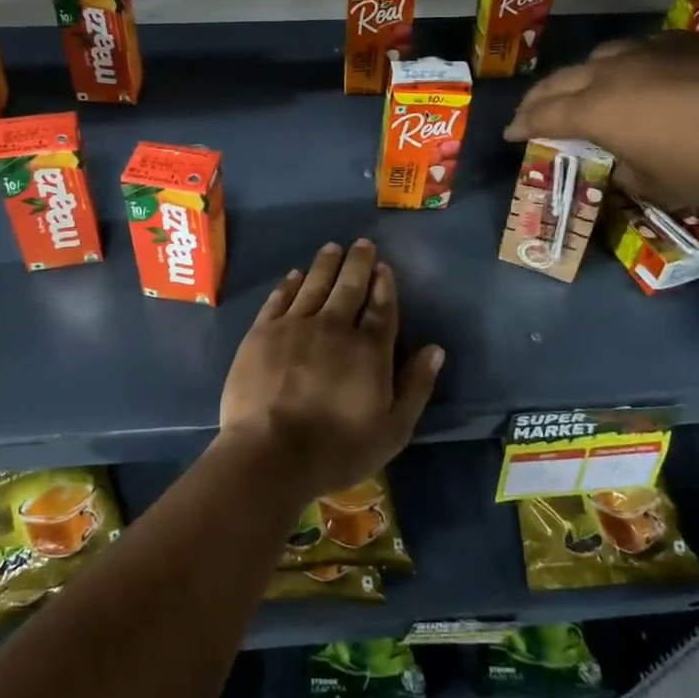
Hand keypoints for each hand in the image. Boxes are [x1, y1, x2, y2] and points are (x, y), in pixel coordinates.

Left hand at [218, 240, 443, 502]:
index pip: (382, 307)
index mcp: (369, 350)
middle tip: (362, 243)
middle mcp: (334, 327)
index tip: (384, 267)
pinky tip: (295, 275)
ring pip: (315, 284)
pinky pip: (280, 298)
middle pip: (349, 286)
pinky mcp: (262, 332)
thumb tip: (435, 349)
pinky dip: (290, 284)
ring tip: (332, 248)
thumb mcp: (392, 430)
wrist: (270, 453)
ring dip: (326, 264)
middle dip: (358, 262)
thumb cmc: (337, 449)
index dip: (384, 285)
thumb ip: (416, 387)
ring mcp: (295, 326)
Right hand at [503, 33, 698, 206]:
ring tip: (581, 87)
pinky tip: (638, 71)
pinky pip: (640, 48)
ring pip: (599, 57)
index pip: (545, 116)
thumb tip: (624, 163)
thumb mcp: (661, 184)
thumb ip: (630, 172)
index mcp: (597, 110)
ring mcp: (649, 51)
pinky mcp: (684, 41)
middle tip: (530, 111)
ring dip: (580, 75)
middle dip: (539, 98)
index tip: (510, 133)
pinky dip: (625, 63)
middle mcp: (612, 73)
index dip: (522, 125)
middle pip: (561, 81)